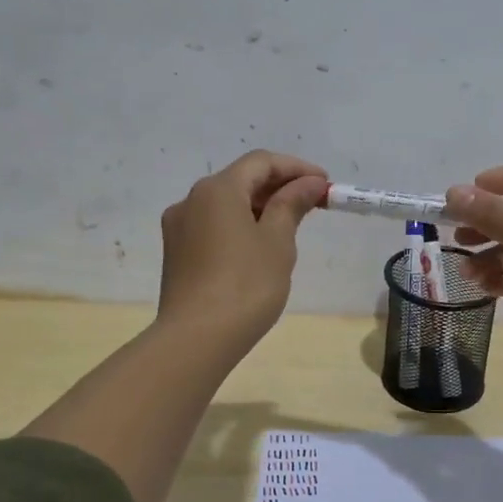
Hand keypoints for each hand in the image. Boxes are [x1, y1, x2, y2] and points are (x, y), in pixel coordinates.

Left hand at [158, 150, 327, 350]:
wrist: (196, 339)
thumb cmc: (245, 285)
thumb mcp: (277, 241)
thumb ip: (292, 204)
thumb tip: (309, 183)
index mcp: (217, 190)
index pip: (261, 162)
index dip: (296, 168)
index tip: (325, 184)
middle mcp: (191, 200)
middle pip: (241, 180)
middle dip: (279, 187)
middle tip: (314, 204)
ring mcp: (179, 227)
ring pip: (226, 204)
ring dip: (260, 206)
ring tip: (291, 225)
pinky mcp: (177, 253)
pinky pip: (214, 225)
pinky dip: (240, 225)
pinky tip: (259, 246)